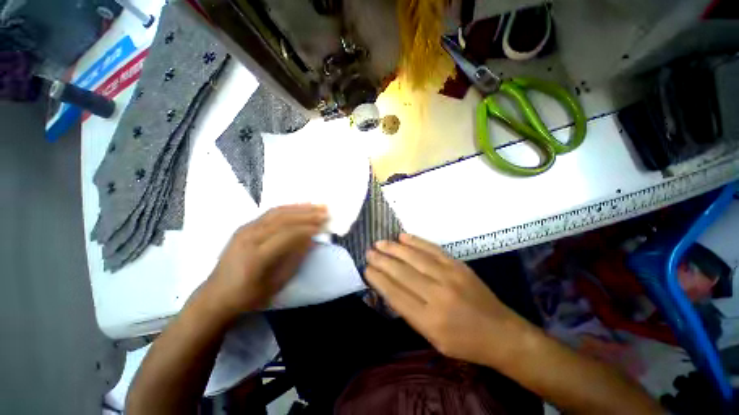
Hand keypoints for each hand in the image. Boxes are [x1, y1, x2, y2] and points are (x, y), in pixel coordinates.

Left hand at [203, 204, 327, 318]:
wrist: (216, 295)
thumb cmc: (249, 295)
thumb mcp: (277, 282)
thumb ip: (295, 258)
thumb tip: (311, 239)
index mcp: (256, 256)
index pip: (286, 235)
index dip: (307, 229)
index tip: (324, 226)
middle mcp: (249, 238)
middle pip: (282, 219)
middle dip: (307, 214)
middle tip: (325, 211)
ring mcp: (245, 229)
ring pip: (276, 212)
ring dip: (299, 208)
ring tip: (316, 205)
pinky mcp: (245, 226)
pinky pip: (269, 213)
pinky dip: (288, 208)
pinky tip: (299, 207)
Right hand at [365, 233, 528, 366]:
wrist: (501, 333)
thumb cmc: (464, 342)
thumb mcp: (432, 338)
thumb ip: (410, 312)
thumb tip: (390, 287)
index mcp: (429, 320)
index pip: (395, 294)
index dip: (378, 279)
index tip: (366, 269)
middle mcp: (437, 295)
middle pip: (402, 273)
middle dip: (382, 261)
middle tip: (369, 252)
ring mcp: (449, 276)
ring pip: (415, 257)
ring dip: (394, 248)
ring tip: (380, 243)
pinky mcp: (458, 265)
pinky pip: (432, 249)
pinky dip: (416, 241)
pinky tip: (403, 236)